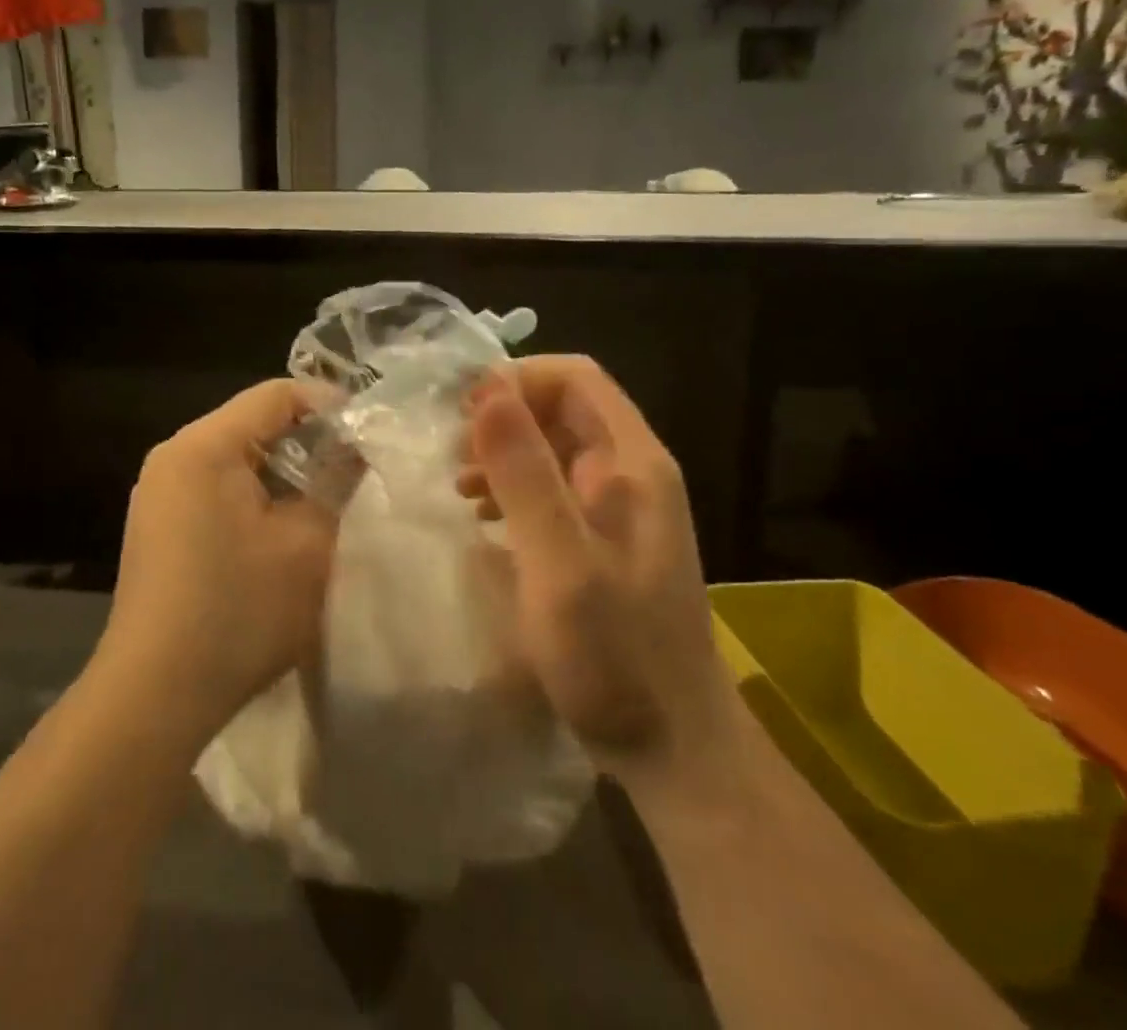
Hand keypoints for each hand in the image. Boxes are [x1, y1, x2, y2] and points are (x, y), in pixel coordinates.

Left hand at [98, 380, 341, 743]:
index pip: (275, 394)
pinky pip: (216, 489)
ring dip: (282, 472)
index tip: (368, 432)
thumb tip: (353, 451)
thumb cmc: (239, 610)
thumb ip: (336, 483)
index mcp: (204, 446)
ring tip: (326, 498)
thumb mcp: (307, 544)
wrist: (155, 694)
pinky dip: (254, 496)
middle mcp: (174, 456)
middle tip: (355, 467)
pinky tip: (282, 529)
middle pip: (252, 423)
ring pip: (236, 458)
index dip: (329, 405)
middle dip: (307, 440)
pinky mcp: (158, 527)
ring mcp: (159, 493)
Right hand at [459, 357, 731, 777]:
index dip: (517, 380)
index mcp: (633, 463)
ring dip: (504, 451)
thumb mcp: (559, 563)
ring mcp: (621, 507)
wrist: (674, 748)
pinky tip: (486, 516)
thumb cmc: (616, 656)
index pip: (576, 378)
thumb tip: (487, 390)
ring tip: (460, 483)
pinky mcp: (606, 539)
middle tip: (452, 451)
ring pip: (555, 446)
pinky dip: (515, 487)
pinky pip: (555, 486)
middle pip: (564, 408)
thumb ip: (525, 474)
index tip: (462, 411)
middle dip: (504, 417)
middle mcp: (632, 472)